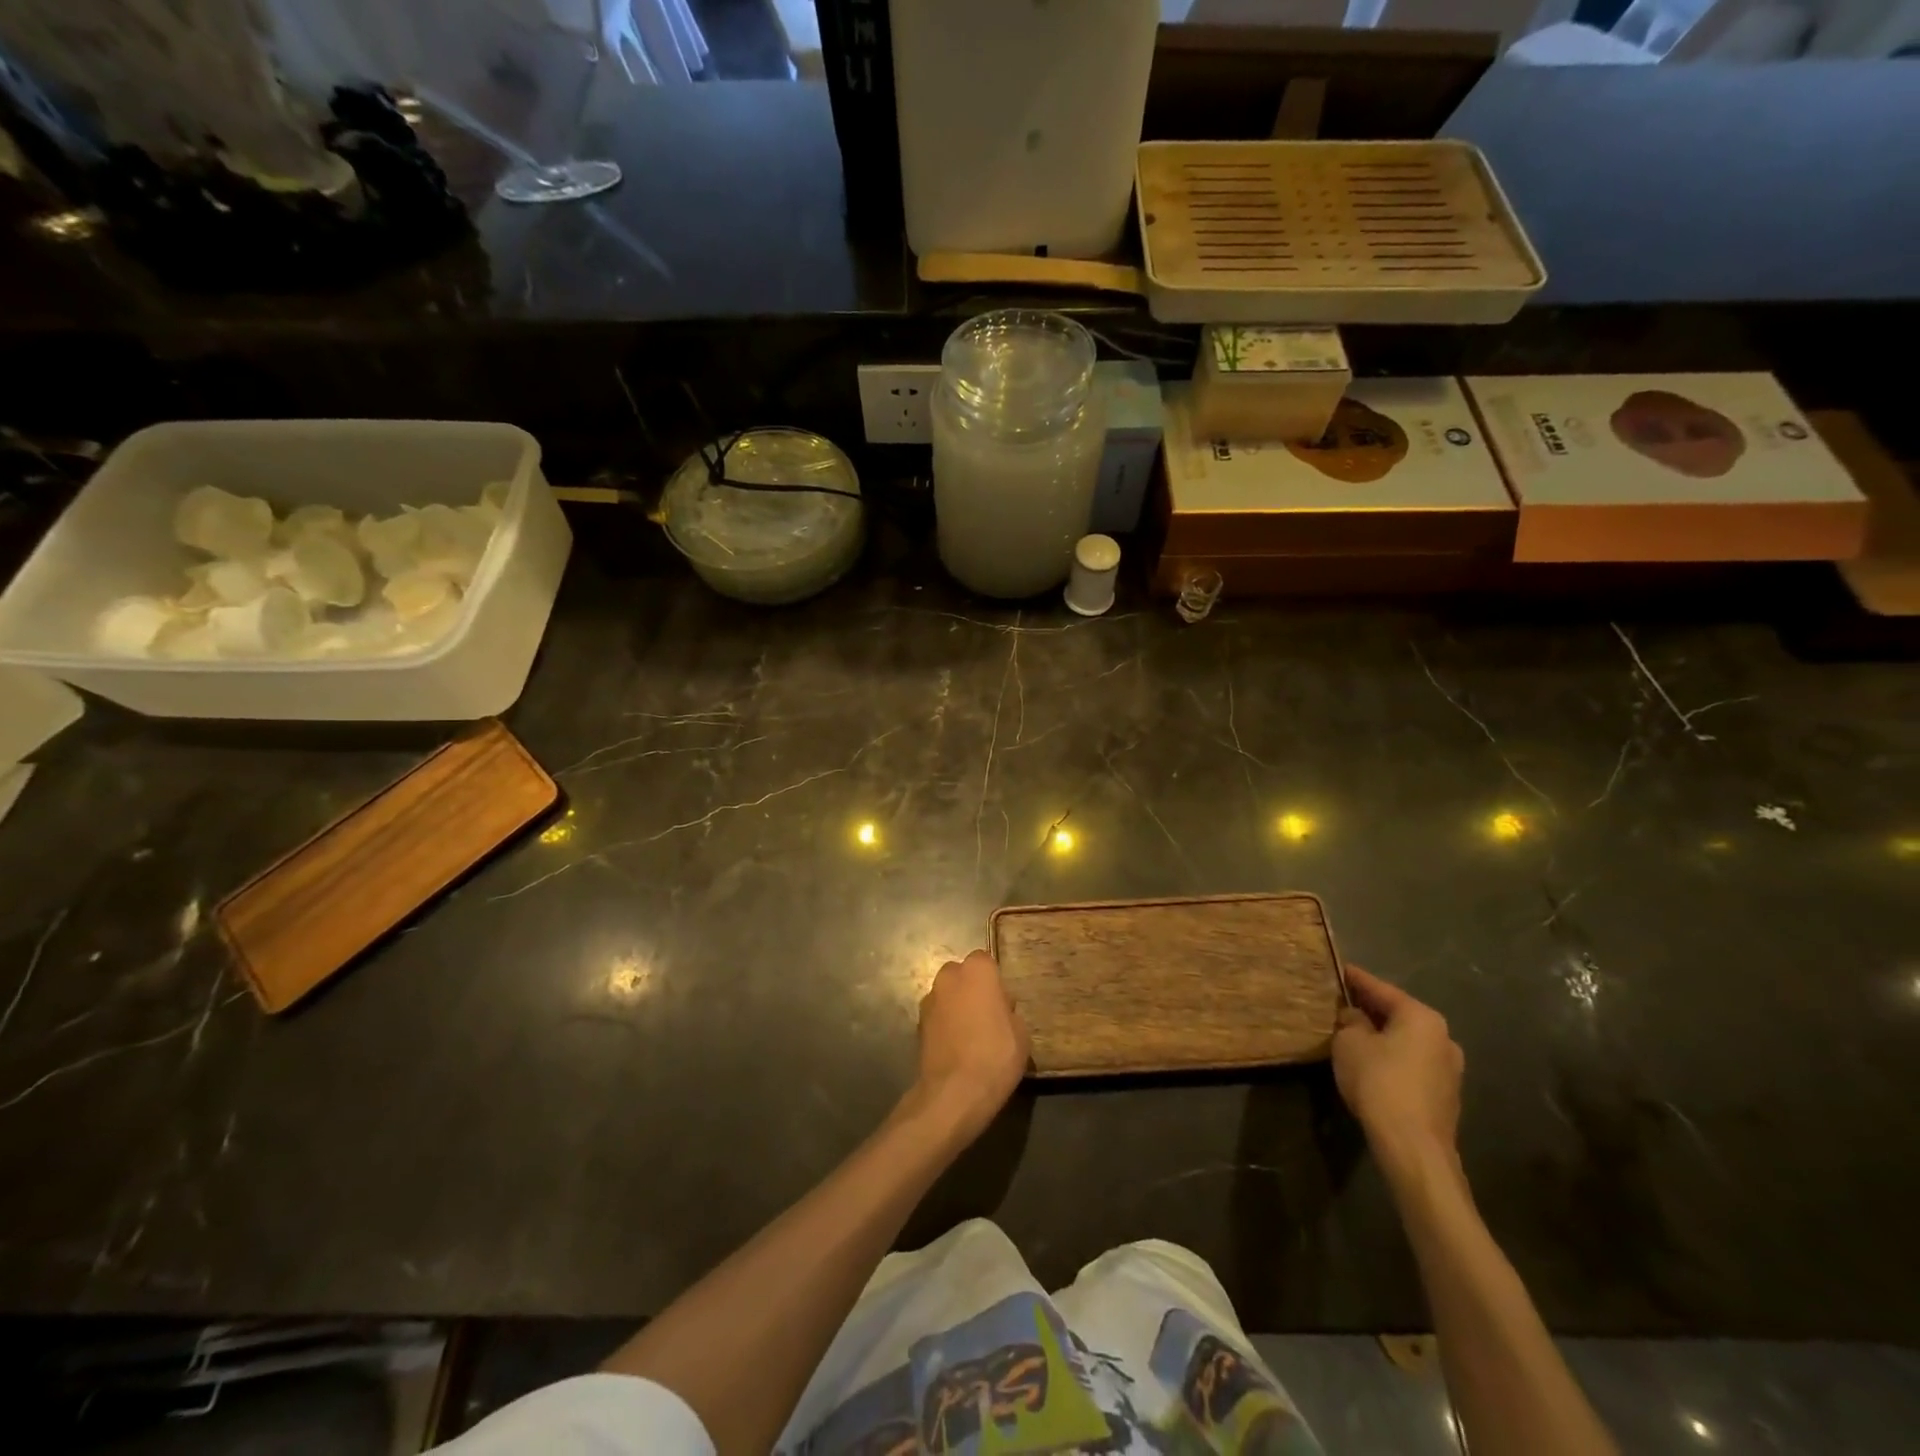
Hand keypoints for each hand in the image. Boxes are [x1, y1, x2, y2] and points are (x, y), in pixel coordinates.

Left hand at [911, 950, 1029, 1142]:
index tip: (1003, 1003)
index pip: (985, 961)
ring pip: (947, 995)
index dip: (994, 981)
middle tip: (987, 1016)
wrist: (954, 1092)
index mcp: (977, 970)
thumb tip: (999, 1010)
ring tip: (970, 1035)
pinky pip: (937, 1016)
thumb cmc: (996, 1055)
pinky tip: (956, 1047)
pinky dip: (944, 1025)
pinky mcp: (917, 1023)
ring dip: (956, 1006)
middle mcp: (949, 976)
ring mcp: (929, 999)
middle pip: (962, 974)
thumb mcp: (1021, 1033)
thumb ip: (1008, 1011)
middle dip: (972, 989)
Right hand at [1332, 965, 1463, 1180]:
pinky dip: (1392, 1056)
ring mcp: (1449, 1068)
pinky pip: (1412, 1062)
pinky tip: (1372, 1063)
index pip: (1380, 989)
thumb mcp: (1350, 1042)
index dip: (1356, 979)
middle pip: (1398, 1014)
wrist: (1413, 1146)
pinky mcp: (1445, 1094)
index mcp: (1421, 1017)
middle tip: (1342, 1002)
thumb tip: (1356, 1017)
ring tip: (1354, 1033)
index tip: (1339, 969)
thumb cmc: (1379, 1082)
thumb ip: (1351, 1021)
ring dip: (1382, 1035)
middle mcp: (1442, 1037)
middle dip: (1370, 1008)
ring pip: (1406, 1040)